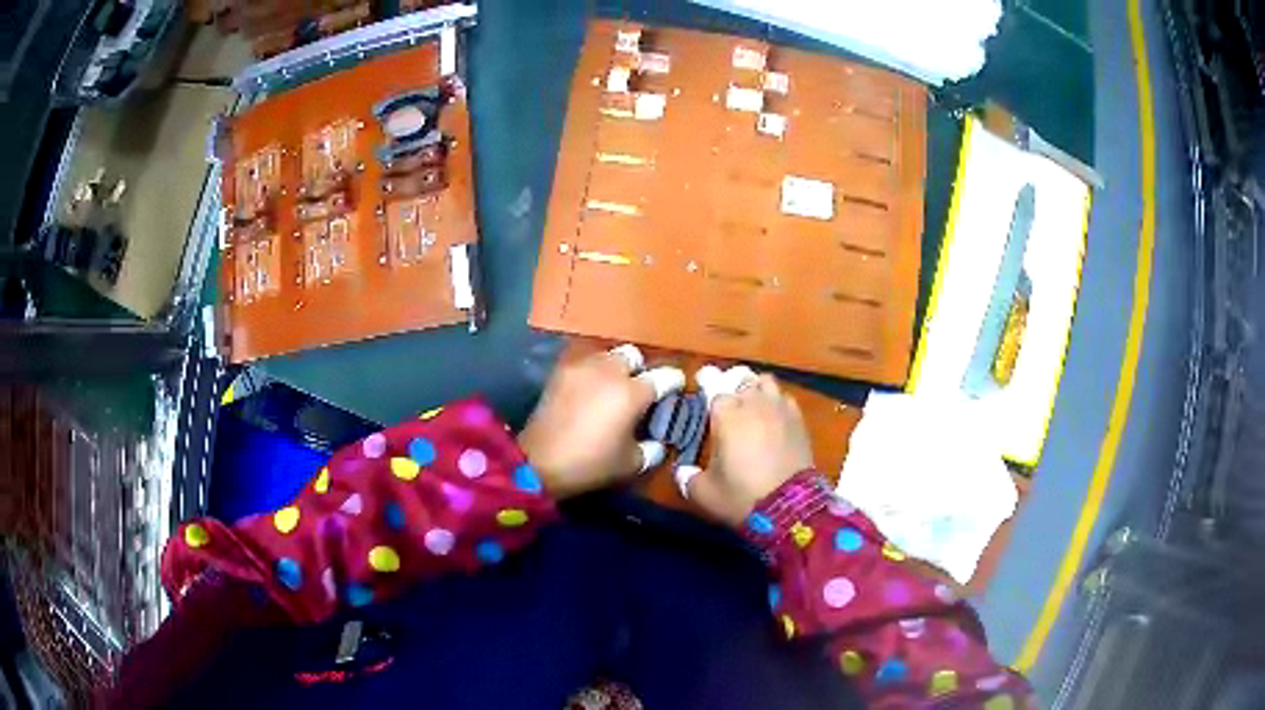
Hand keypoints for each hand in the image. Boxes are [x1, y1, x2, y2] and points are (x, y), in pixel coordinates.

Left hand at [519, 346, 683, 498]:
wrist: (539, 462)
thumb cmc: (590, 464)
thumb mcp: (631, 463)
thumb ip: (652, 448)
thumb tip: (658, 441)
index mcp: (632, 392)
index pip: (665, 376)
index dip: (675, 382)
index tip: (676, 389)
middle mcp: (609, 371)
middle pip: (633, 356)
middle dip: (640, 370)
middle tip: (638, 391)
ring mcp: (582, 367)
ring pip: (607, 356)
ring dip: (615, 369)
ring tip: (612, 389)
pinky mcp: (560, 372)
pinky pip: (584, 364)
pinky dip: (592, 373)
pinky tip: (590, 391)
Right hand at [688, 373, 814, 525]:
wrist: (789, 507)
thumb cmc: (741, 495)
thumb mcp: (704, 493)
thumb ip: (688, 479)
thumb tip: (682, 472)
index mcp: (726, 413)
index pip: (714, 386)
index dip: (708, 389)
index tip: (704, 394)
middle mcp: (753, 402)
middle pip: (740, 379)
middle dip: (732, 387)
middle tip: (727, 403)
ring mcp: (779, 408)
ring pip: (765, 382)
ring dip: (756, 389)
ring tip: (752, 404)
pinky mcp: (799, 420)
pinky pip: (785, 398)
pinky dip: (777, 402)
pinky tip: (774, 417)